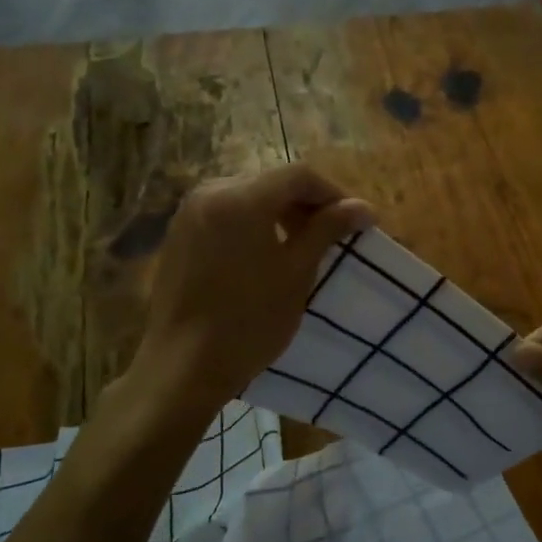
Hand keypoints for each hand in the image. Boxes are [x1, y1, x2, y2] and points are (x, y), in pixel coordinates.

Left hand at [129, 165, 371, 418]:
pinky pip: (224, 214)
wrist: (183, 367)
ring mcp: (188, 213)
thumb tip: (362, 208)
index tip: (357, 221)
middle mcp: (210, 192)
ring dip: (279, 212)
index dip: (334, 194)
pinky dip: (252, 223)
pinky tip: (265, 253)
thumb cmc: (249, 320)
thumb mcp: (297, 272)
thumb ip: (327, 230)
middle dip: (306, 202)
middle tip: (333, 233)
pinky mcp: (178, 235)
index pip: (299, 175)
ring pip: (247, 196)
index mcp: (241, 197)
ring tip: (303, 244)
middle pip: (271, 181)